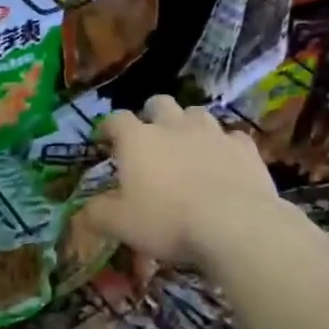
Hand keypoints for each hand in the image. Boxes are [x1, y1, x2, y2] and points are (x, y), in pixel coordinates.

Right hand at [78, 95, 283, 267]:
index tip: (104, 139)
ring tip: (187, 146)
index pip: (115, 120)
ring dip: (188, 125)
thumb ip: (97, 214)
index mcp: (137, 139)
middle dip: (151, 114)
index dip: (107, 127)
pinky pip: (231, 137)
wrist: (235, 225)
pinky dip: (224, 146)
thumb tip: (84, 210)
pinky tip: (224, 162)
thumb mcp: (120, 224)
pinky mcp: (244, 148)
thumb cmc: (168, 221)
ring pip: (196, 114)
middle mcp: (173, 126)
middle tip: (149, 137)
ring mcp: (212, 133)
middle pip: (159, 103)